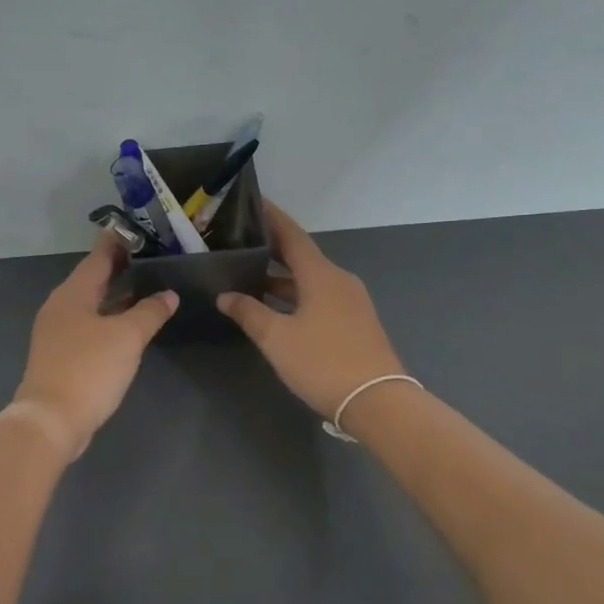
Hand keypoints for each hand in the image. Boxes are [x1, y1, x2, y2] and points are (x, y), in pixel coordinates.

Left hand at [12, 235, 177, 460]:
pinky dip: (108, 318)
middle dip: (117, 268)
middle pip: (91, 279)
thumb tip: (168, 294)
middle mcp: (61, 307)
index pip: (97, 257)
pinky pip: (88, 325)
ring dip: (114, 295)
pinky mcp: (60, 355)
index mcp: (73, 293)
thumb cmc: (89, 369)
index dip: (116, 242)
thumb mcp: (127, 337)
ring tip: (143, 287)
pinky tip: (126, 325)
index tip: (134, 229)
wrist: (51, 420)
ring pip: (90, 304)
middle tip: (147, 256)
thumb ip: (150, 312)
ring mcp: (57, 332)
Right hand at [218, 201, 407, 422]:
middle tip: (240, 241)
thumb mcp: (277, 338)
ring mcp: (350, 301)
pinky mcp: (354, 322)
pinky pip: (319, 297)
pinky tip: (276, 307)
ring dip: (281, 277)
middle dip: (271, 248)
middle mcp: (338, 279)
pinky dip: (296, 295)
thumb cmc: (323, 361)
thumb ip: (249, 312)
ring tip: (249, 276)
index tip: (253, 201)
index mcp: (321, 274)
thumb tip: (225, 295)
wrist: (377, 401)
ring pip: (309, 279)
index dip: (272, 218)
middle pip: (301, 256)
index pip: (292, 235)